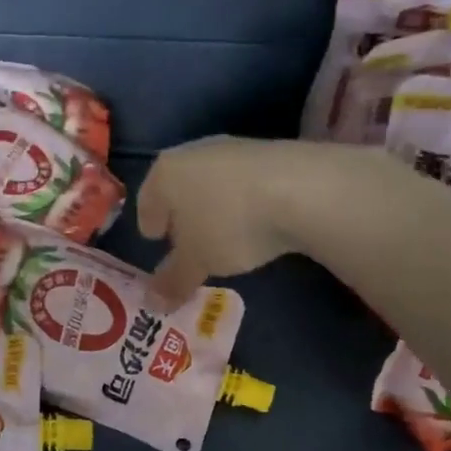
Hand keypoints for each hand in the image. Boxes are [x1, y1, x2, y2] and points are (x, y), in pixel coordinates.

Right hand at [138, 137, 352, 303]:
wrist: (304, 189)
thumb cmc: (229, 224)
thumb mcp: (198, 261)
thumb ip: (173, 280)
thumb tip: (153, 302)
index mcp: (164, 173)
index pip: (146, 200)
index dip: (149, 224)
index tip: (156, 242)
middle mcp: (193, 153)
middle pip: (179, 188)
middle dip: (181, 216)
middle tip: (187, 243)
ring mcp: (233, 148)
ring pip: (212, 183)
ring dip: (214, 208)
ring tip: (224, 236)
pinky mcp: (270, 152)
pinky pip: (244, 183)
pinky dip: (243, 201)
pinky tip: (256, 222)